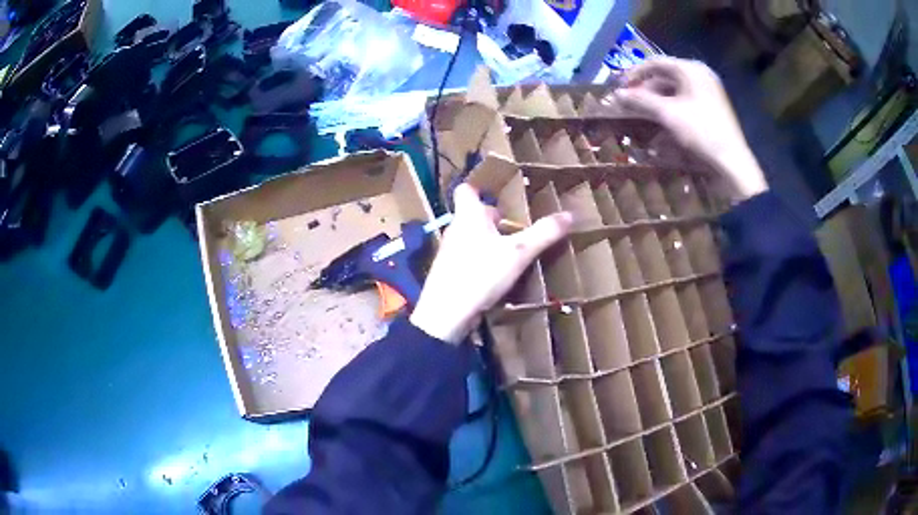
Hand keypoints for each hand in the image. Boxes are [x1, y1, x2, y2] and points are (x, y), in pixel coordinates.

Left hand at [410, 184, 572, 342]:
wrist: (446, 314)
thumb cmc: (480, 274)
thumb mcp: (518, 253)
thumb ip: (544, 233)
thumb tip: (570, 214)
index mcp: (468, 216)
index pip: (466, 189)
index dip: (481, 188)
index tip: (500, 195)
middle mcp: (455, 229)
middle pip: (473, 215)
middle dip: (494, 219)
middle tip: (517, 227)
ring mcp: (449, 252)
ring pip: (471, 238)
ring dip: (489, 242)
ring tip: (512, 252)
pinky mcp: (449, 273)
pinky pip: (468, 258)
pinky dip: (482, 261)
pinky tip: (497, 276)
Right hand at [613, 57, 767, 202]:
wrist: (732, 160)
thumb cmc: (700, 131)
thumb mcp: (667, 114)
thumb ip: (641, 101)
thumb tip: (616, 94)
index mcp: (691, 69)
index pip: (655, 63)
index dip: (635, 73)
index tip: (620, 87)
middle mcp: (700, 74)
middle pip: (665, 76)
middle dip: (646, 89)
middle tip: (630, 103)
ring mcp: (708, 90)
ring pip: (675, 90)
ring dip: (656, 100)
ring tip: (642, 114)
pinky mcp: (711, 106)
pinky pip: (685, 100)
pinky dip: (671, 108)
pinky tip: (661, 121)